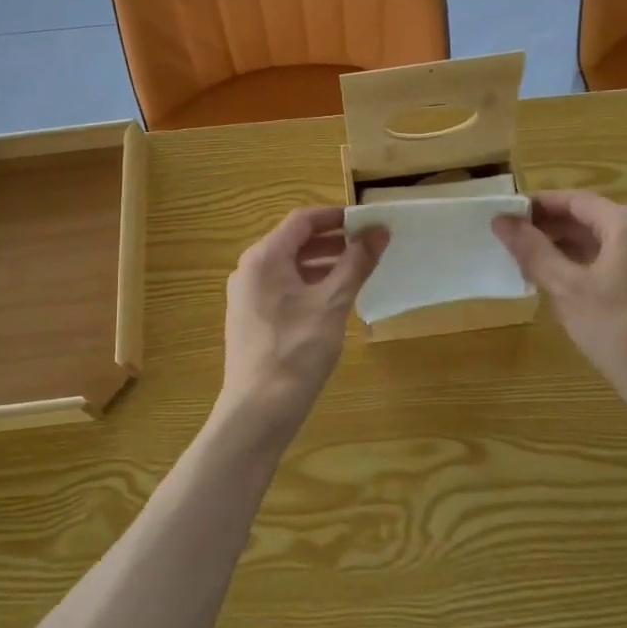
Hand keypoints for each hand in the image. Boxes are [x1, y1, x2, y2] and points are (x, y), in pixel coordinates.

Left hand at [219, 206, 387, 429]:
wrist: (258, 410)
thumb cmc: (296, 351)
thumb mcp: (332, 304)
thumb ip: (356, 264)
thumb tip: (379, 231)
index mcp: (264, 258)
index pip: (302, 220)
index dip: (336, 217)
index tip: (368, 222)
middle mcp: (250, 270)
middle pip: (294, 242)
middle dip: (333, 241)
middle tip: (369, 247)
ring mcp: (247, 295)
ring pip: (290, 266)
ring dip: (323, 264)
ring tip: (358, 272)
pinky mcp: (251, 318)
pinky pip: (283, 288)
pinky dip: (310, 284)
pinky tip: (334, 299)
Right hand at [493, 190, 626, 412]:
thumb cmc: (617, 329)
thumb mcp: (566, 288)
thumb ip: (533, 251)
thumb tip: (502, 221)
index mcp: (626, 226)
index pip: (576, 200)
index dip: (540, 204)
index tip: (507, 214)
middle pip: (590, 217)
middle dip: (550, 225)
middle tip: (513, 239)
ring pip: (601, 240)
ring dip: (565, 244)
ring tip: (529, 260)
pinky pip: (613, 259)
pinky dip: (584, 261)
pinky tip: (561, 281)